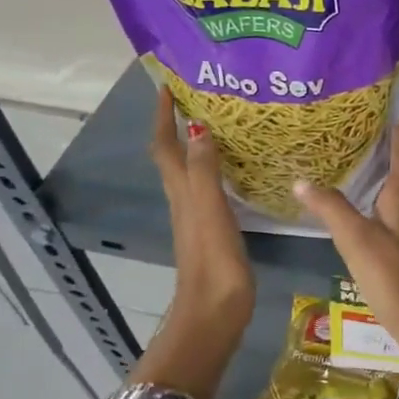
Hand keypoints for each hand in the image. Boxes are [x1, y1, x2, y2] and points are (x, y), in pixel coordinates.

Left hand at [150, 88, 253, 340]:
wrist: (214, 312)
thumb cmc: (213, 260)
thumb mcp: (209, 210)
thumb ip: (205, 170)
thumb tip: (198, 126)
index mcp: (181, 191)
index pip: (165, 145)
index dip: (162, 116)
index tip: (167, 85)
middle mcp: (184, 199)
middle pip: (174, 155)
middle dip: (178, 123)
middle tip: (199, 97)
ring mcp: (197, 216)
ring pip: (191, 170)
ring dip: (197, 144)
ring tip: (220, 123)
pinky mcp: (213, 230)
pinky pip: (209, 188)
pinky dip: (215, 169)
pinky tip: (235, 168)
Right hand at [293, 124, 398, 389]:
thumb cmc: (398, 279)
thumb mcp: (358, 242)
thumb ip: (332, 210)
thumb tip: (302, 180)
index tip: (391, 108)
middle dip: (397, 153)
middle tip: (373, 137)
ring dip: (398, 181)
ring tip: (373, 172)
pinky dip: (397, 208)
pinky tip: (382, 219)